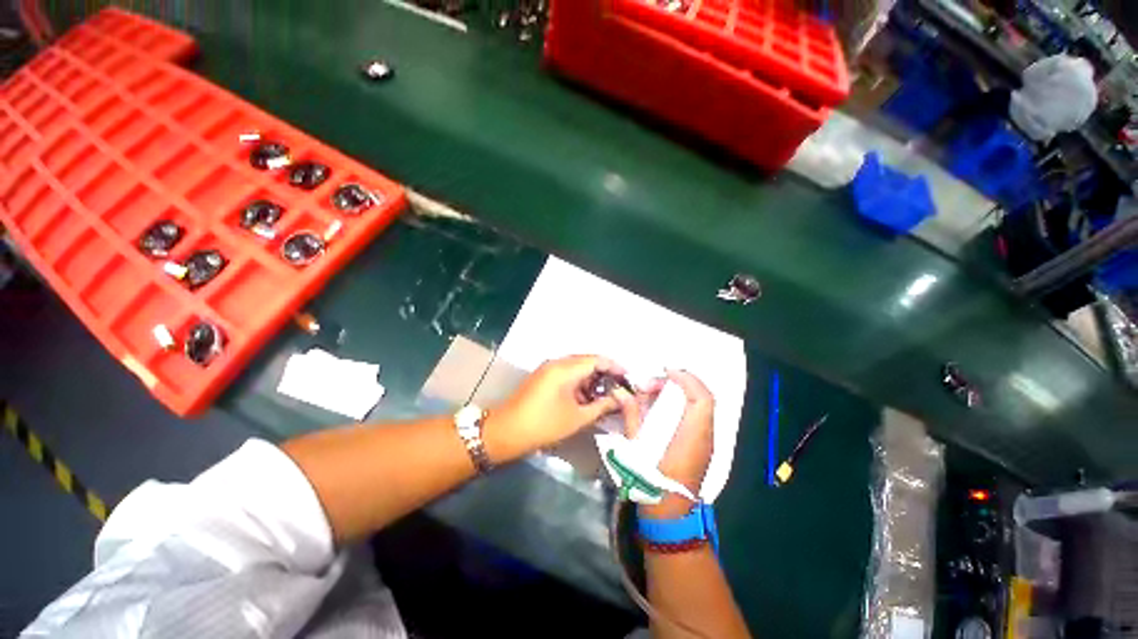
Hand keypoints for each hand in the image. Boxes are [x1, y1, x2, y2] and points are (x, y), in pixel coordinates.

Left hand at [484, 355, 640, 462]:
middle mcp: (557, 363)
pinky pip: (567, 375)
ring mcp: (548, 369)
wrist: (506, 431)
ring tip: (606, 396)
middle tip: (619, 389)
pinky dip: (580, 384)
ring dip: (592, 380)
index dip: (615, 367)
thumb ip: (602, 405)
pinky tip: (587, 398)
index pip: (597, 359)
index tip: (628, 378)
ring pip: (577, 368)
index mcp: (566, 368)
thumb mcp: (577, 417)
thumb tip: (620, 399)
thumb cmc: (544, 424)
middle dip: (605, 374)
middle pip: (587, 362)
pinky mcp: (543, 378)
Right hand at [632, 370, 714, 518]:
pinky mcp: (701, 446)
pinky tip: (661, 408)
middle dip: (679, 383)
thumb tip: (621, 392)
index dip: (687, 379)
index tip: (666, 371)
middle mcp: (704, 437)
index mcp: (691, 437)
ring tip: (654, 394)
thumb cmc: (651, 483)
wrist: (669, 518)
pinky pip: (696, 416)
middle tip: (653, 385)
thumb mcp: (636, 448)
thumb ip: (631, 416)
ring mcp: (705, 442)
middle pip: (702, 399)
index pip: (702, 399)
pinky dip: (682, 405)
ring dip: (680, 393)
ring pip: (701, 406)